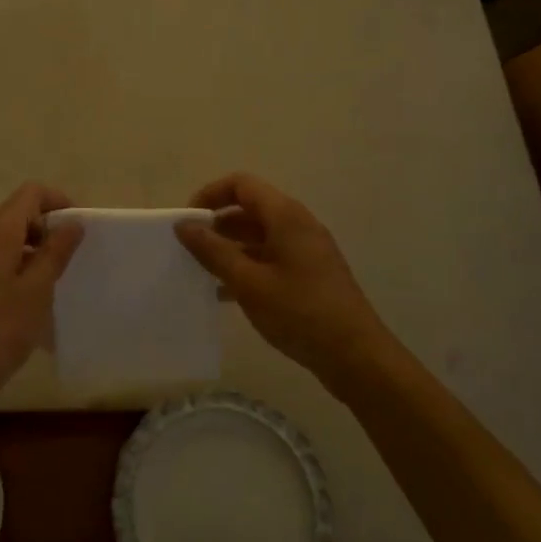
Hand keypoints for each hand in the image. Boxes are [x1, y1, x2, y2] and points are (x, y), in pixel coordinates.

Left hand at [0, 183, 83, 414]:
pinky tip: (30, 303)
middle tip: (71, 259)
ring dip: (33, 253)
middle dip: (47, 230)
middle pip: (16, 217)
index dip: (57, 201)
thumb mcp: (36, 291)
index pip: (28, 194)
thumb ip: (55, 252)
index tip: (78, 227)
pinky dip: (17, 270)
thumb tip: (72, 223)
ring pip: (6, 243)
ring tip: (55, 284)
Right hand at [175, 173, 389, 386]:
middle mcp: (297, 224)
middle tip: (189, 250)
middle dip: (217, 224)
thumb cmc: (300, 313)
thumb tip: (183, 224)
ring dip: (230, 248)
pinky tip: (225, 294)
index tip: (187, 222)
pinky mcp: (310, 273)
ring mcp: (306, 249)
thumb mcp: (249, 283)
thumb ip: (213, 251)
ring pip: (259, 236)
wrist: (357, 356)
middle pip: (249, 209)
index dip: (210, 195)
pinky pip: (271, 257)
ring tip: (201, 273)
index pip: (241, 185)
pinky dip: (247, 266)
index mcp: (285, 216)